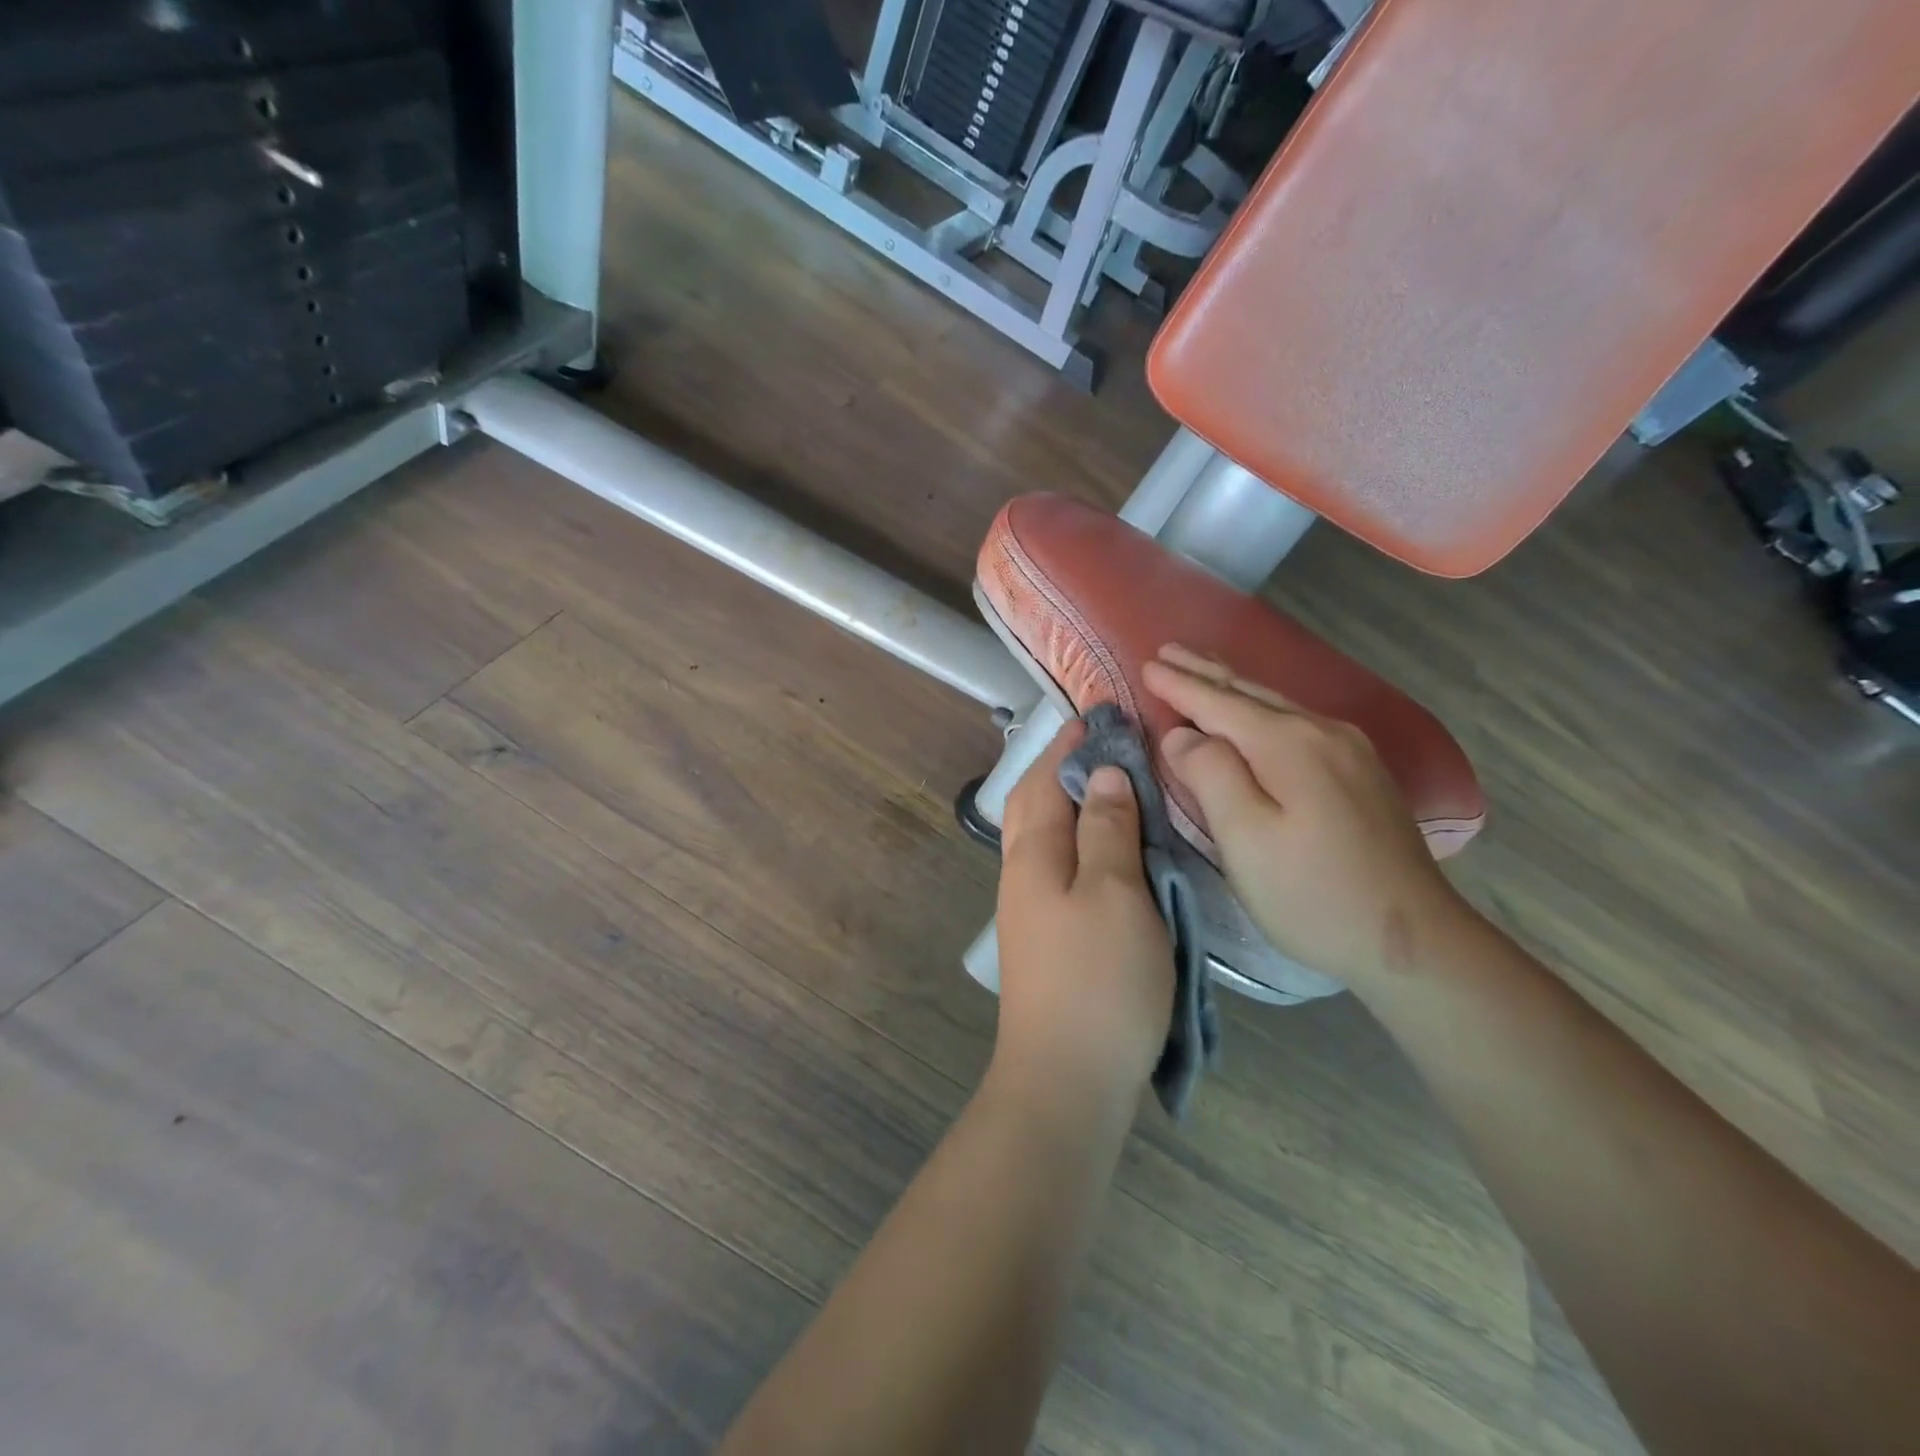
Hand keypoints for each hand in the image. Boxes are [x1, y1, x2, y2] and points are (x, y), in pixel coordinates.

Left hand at [993, 721, 1174, 1106]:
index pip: (1046, 777)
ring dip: (1067, 801)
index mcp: (1033, 853)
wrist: (1066, 1078)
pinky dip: (1077, 839)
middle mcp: (1021, 872)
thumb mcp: (1115, 893)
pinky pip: (1056, 865)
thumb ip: (1108, 829)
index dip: (1071, 742)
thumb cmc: (1099, 980)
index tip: (1099, 713)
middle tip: (1101, 743)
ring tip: (1108, 785)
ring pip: (1042, 834)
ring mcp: (1028, 906)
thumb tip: (1102, 773)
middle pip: (1032, 802)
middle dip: (1060, 766)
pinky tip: (1104, 847)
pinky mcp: (1044, 935)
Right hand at [1141, 645, 1471, 988]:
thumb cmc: (1313, 894)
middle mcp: (1322, 732)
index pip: (1220, 703)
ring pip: (1277, 706)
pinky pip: (1297, 724)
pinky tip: (1255, 715)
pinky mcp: (1362, 774)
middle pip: (1251, 694)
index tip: (1146, 664)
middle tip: (1168, 651)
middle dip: (1206, 672)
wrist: (1414, 941)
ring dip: (1233, 689)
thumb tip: (1183, 734)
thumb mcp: (1246, 839)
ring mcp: (1350, 751)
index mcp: (1289, 744)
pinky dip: (1261, 712)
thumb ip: (1210, 775)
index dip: (1179, 685)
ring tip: (1202, 672)